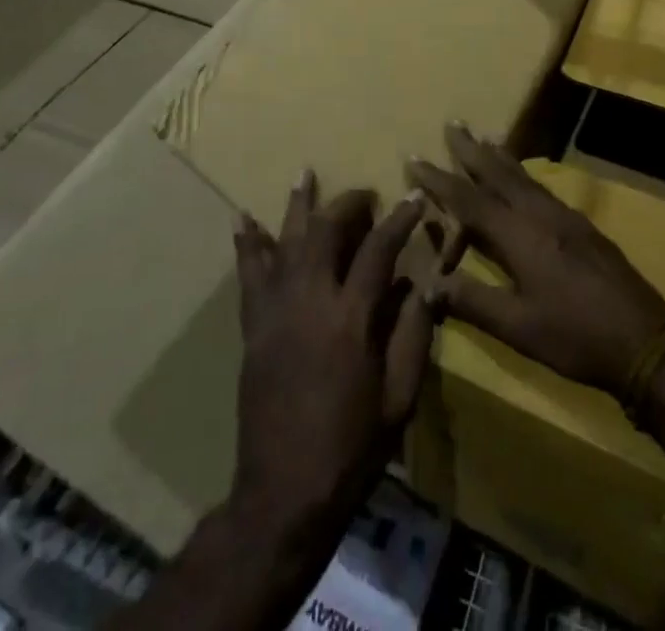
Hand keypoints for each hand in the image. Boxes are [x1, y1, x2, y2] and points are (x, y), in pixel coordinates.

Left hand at [229, 170, 433, 544]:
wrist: (284, 491)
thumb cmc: (352, 448)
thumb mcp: (399, 398)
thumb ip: (413, 335)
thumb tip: (421, 283)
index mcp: (351, 319)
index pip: (378, 251)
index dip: (399, 220)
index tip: (415, 198)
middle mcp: (309, 301)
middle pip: (325, 231)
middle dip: (347, 204)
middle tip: (365, 193)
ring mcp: (275, 311)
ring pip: (285, 241)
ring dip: (297, 205)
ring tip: (304, 174)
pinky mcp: (253, 326)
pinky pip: (249, 274)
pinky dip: (248, 243)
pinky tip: (243, 219)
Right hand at [409, 124, 664, 399]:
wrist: (646, 338)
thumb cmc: (575, 336)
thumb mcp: (518, 327)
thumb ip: (471, 302)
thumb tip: (426, 284)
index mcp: (519, 236)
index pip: (469, 200)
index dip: (439, 180)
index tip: (414, 159)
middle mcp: (539, 215)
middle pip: (499, 173)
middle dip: (472, 150)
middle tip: (453, 123)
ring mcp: (564, 217)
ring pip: (523, 176)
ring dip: (498, 156)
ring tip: (484, 137)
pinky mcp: (581, 225)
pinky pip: (540, 187)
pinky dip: (522, 172)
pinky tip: (523, 177)